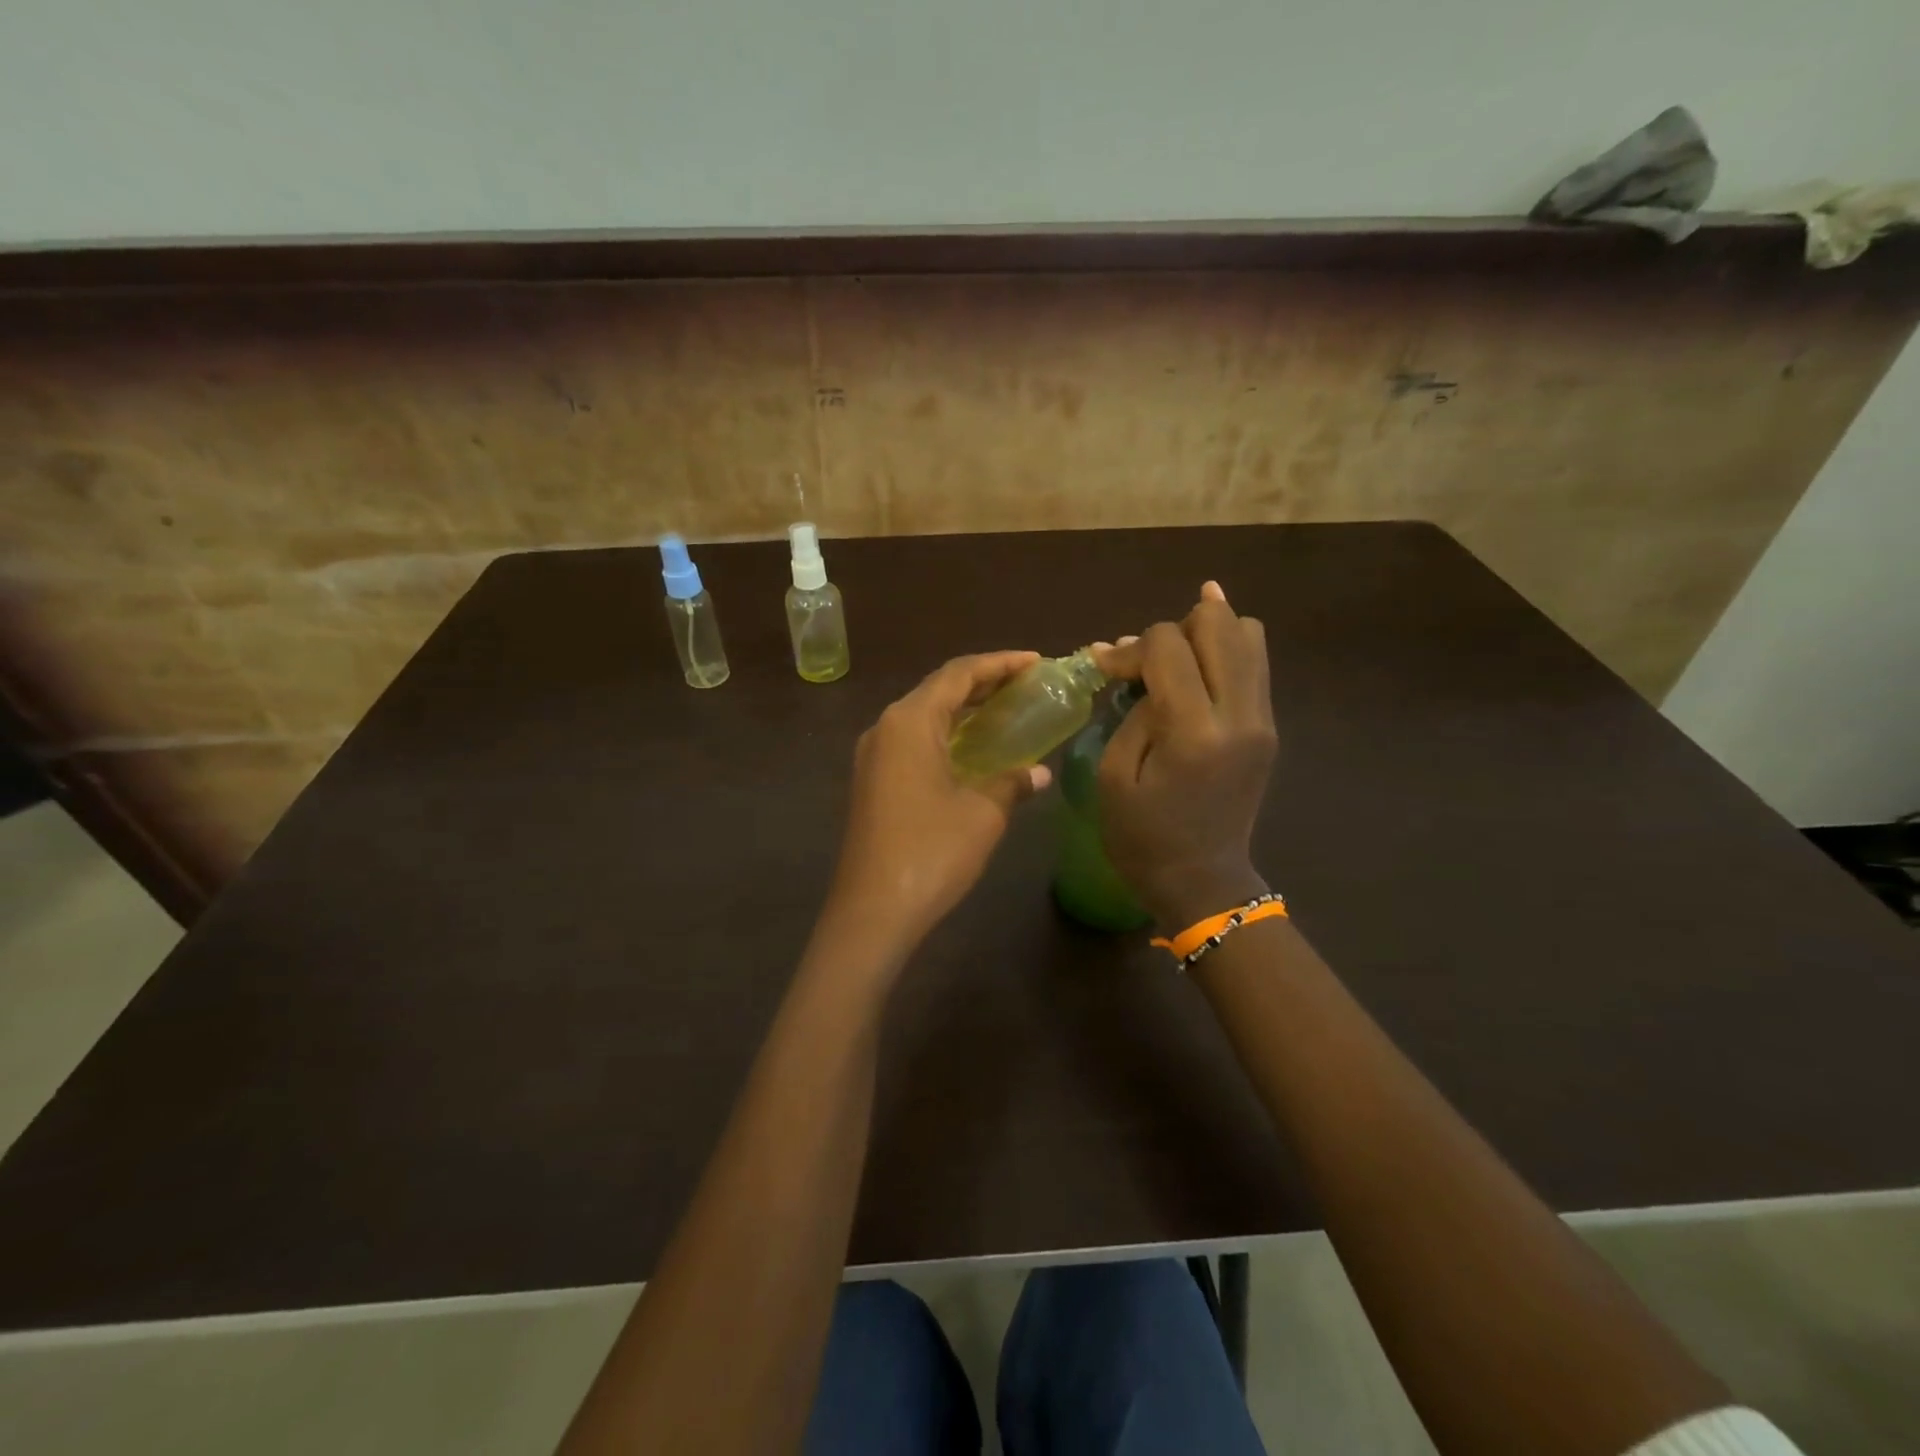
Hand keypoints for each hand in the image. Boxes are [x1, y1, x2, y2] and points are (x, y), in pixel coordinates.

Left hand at [826, 652, 1051, 954]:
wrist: (872, 910)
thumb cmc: (931, 852)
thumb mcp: (982, 814)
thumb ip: (1011, 782)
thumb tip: (1038, 773)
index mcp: (909, 722)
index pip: (958, 674)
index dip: (999, 663)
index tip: (1036, 661)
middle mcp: (885, 728)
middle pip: (938, 690)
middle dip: (983, 683)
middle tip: (1026, 684)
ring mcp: (873, 756)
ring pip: (924, 717)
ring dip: (963, 710)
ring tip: (1005, 710)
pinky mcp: (872, 782)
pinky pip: (913, 742)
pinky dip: (946, 735)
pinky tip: (971, 751)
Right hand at [1095, 583, 1277, 927]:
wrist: (1203, 882)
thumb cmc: (1143, 837)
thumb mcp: (1114, 775)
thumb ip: (1133, 712)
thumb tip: (1141, 668)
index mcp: (1193, 732)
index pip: (1168, 646)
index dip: (1130, 648)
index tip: (1107, 669)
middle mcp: (1239, 716)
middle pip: (1218, 624)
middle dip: (1174, 628)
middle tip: (1146, 660)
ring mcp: (1262, 720)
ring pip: (1248, 635)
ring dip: (1206, 633)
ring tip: (1174, 655)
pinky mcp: (1268, 728)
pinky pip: (1254, 664)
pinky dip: (1225, 650)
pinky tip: (1198, 655)